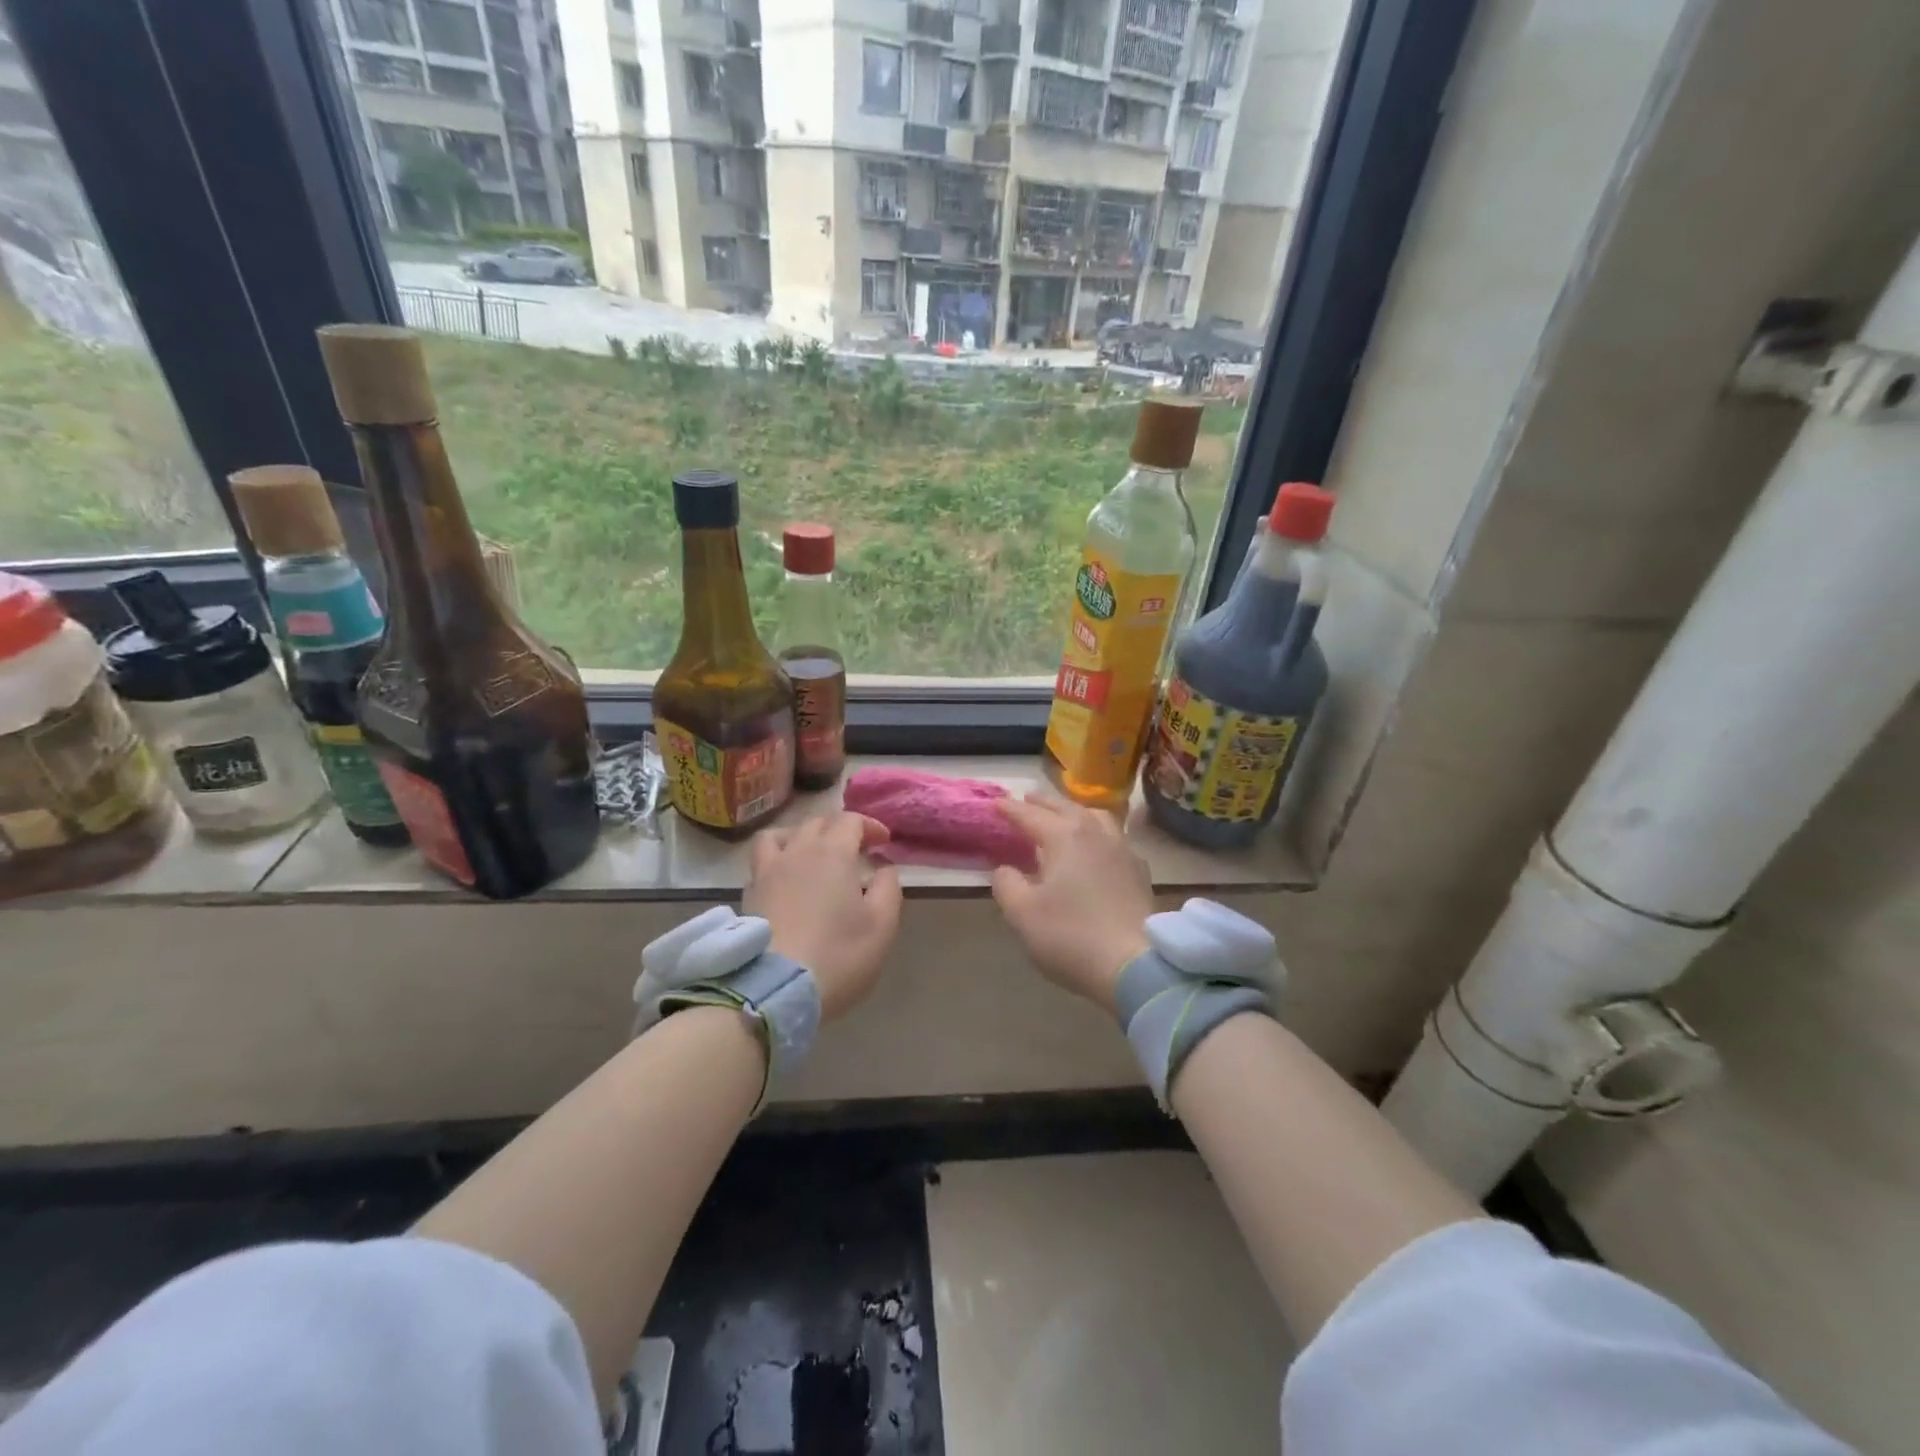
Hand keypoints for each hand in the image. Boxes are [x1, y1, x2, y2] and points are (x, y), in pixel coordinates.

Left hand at [746, 812, 902, 1020]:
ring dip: (800, 836)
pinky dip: (777, 862)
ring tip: (810, 854)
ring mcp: (767, 871)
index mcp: (833, 852)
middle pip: (817, 822)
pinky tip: (785, 882)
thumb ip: (888, 888)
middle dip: (838, 829)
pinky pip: (761, 863)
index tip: (883, 843)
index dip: (870, 826)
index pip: (851, 820)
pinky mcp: (749, 895)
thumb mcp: (882, 924)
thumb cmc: (838, 954)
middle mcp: (797, 851)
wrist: (775, 988)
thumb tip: (883, 868)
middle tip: (854, 850)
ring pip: (780, 835)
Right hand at [991, 794, 1152, 1015]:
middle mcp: (1095, 833)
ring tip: (1065, 816)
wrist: (1133, 965)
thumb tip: (1005, 869)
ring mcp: (1122, 849)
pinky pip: (1115, 837)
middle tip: (1026, 800)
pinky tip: (1097, 847)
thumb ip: (1007, 884)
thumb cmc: (1070, 936)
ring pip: (1096, 816)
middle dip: (1043, 803)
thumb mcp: (1022, 913)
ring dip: (1075, 811)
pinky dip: (1098, 833)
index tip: (996, 803)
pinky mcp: (1139, 871)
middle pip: (1065, 807)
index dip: (1011, 809)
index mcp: (1064, 836)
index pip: (1031, 815)